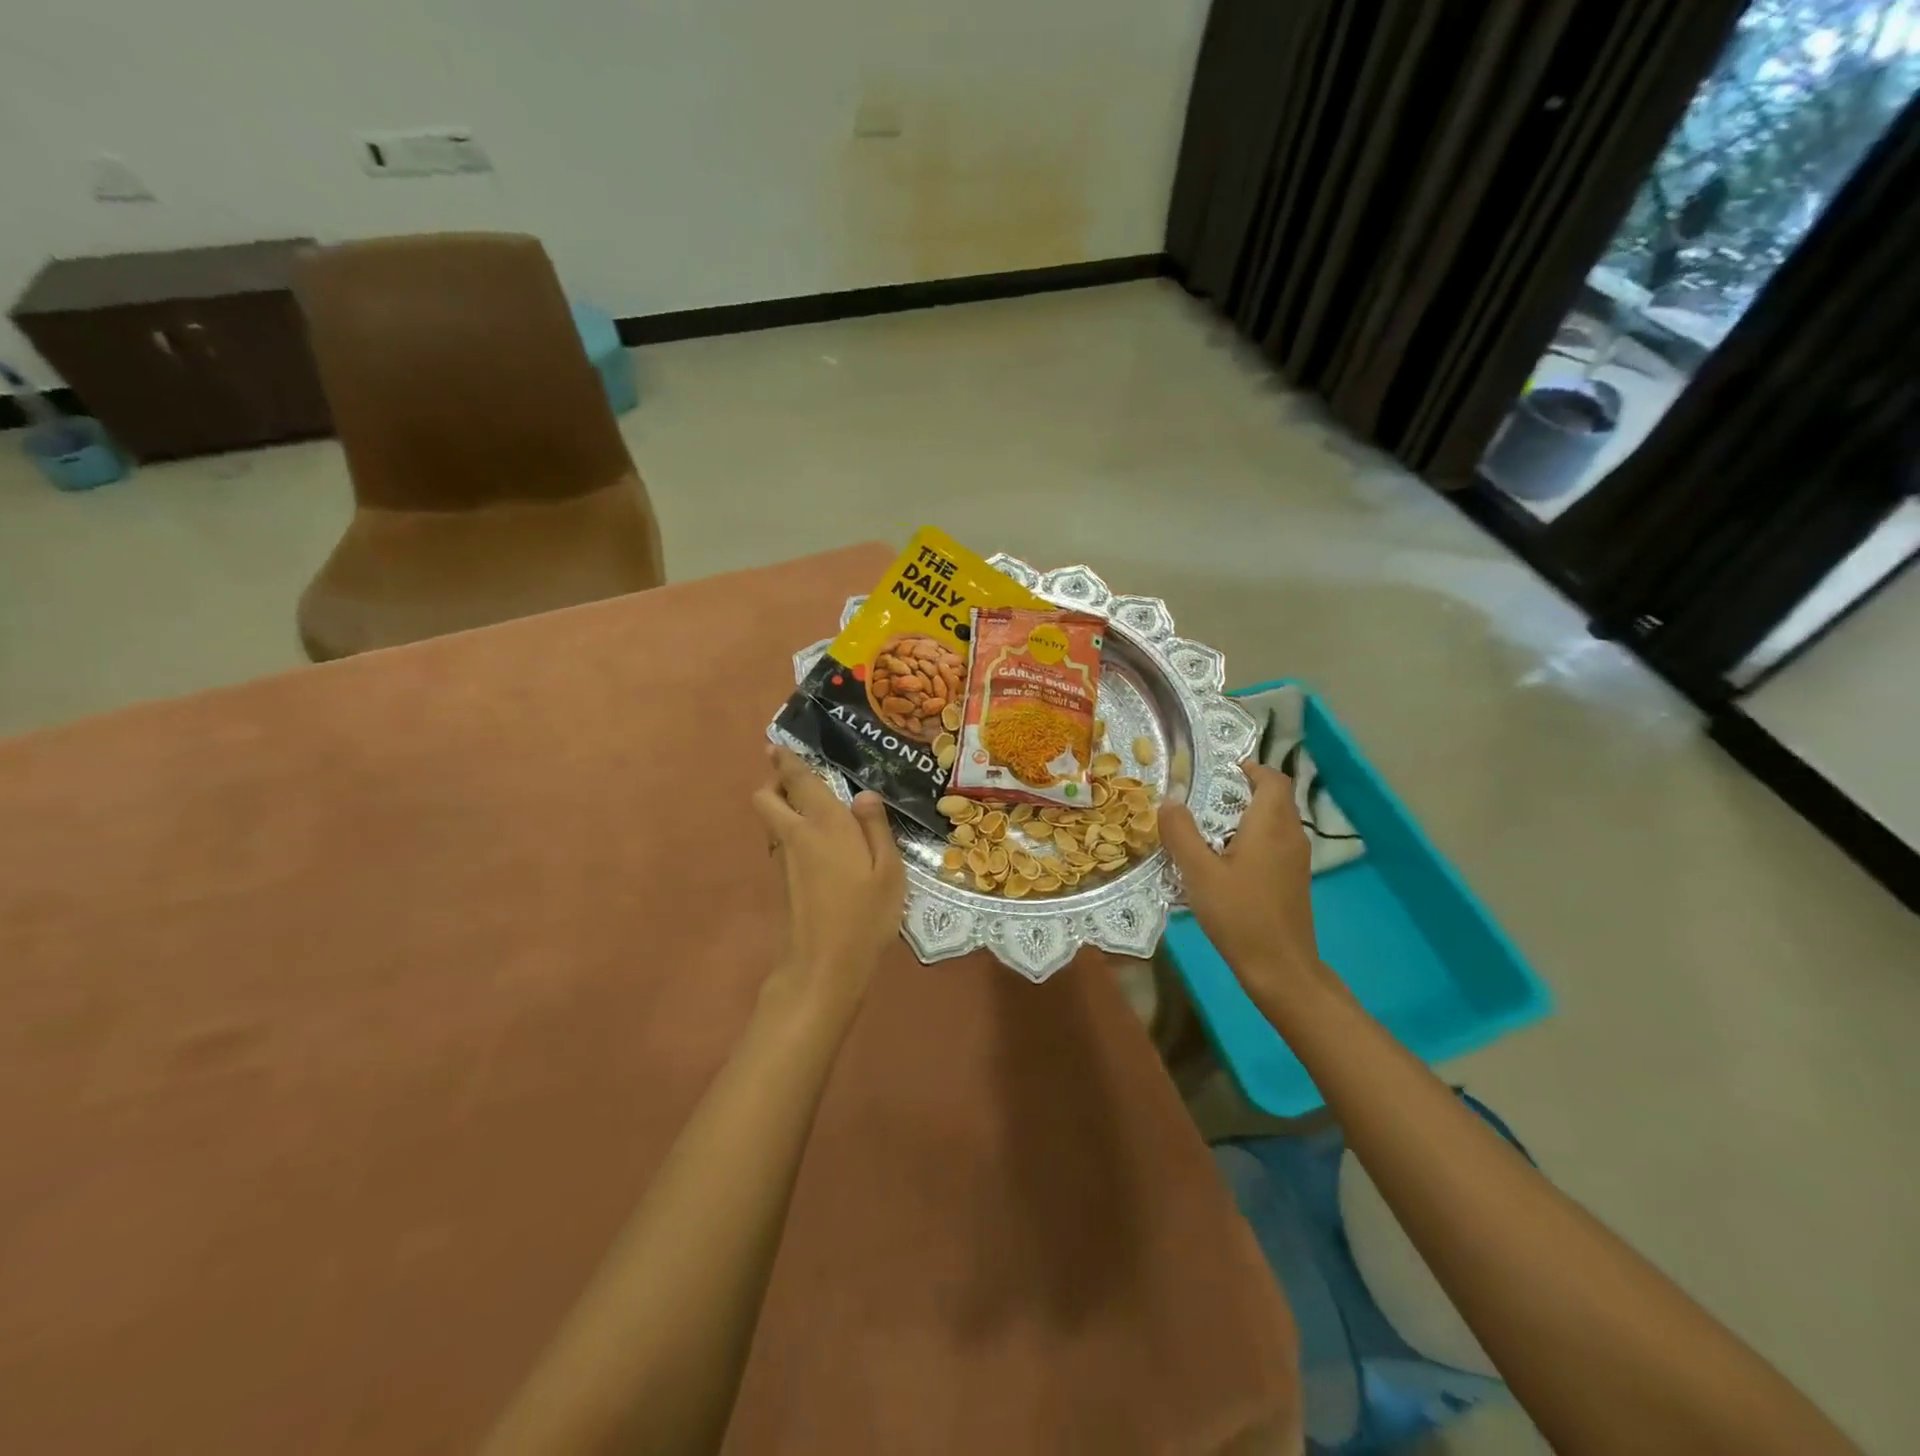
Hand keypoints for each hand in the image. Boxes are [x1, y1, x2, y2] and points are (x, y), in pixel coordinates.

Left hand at [753, 745, 906, 1019]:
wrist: (825, 967)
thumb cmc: (865, 915)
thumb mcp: (889, 871)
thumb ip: (876, 829)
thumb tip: (864, 795)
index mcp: (825, 825)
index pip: (798, 781)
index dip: (786, 760)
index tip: (777, 744)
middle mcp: (797, 835)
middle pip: (766, 797)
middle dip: (774, 781)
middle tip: (799, 778)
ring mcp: (785, 860)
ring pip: (772, 820)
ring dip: (783, 806)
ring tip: (817, 808)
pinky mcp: (783, 881)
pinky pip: (782, 842)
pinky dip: (792, 831)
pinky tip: (823, 844)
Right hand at [1159, 762, 1331, 1008]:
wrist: (1281, 968)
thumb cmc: (1240, 915)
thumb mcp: (1199, 873)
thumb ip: (1182, 833)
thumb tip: (1169, 799)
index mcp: (1272, 824)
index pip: (1273, 778)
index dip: (1250, 767)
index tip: (1217, 770)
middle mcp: (1291, 834)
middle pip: (1273, 798)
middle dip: (1241, 790)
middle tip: (1201, 797)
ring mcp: (1295, 859)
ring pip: (1274, 821)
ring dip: (1245, 816)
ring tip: (1206, 826)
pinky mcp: (1293, 879)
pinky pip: (1273, 843)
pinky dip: (1251, 838)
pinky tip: (1223, 860)